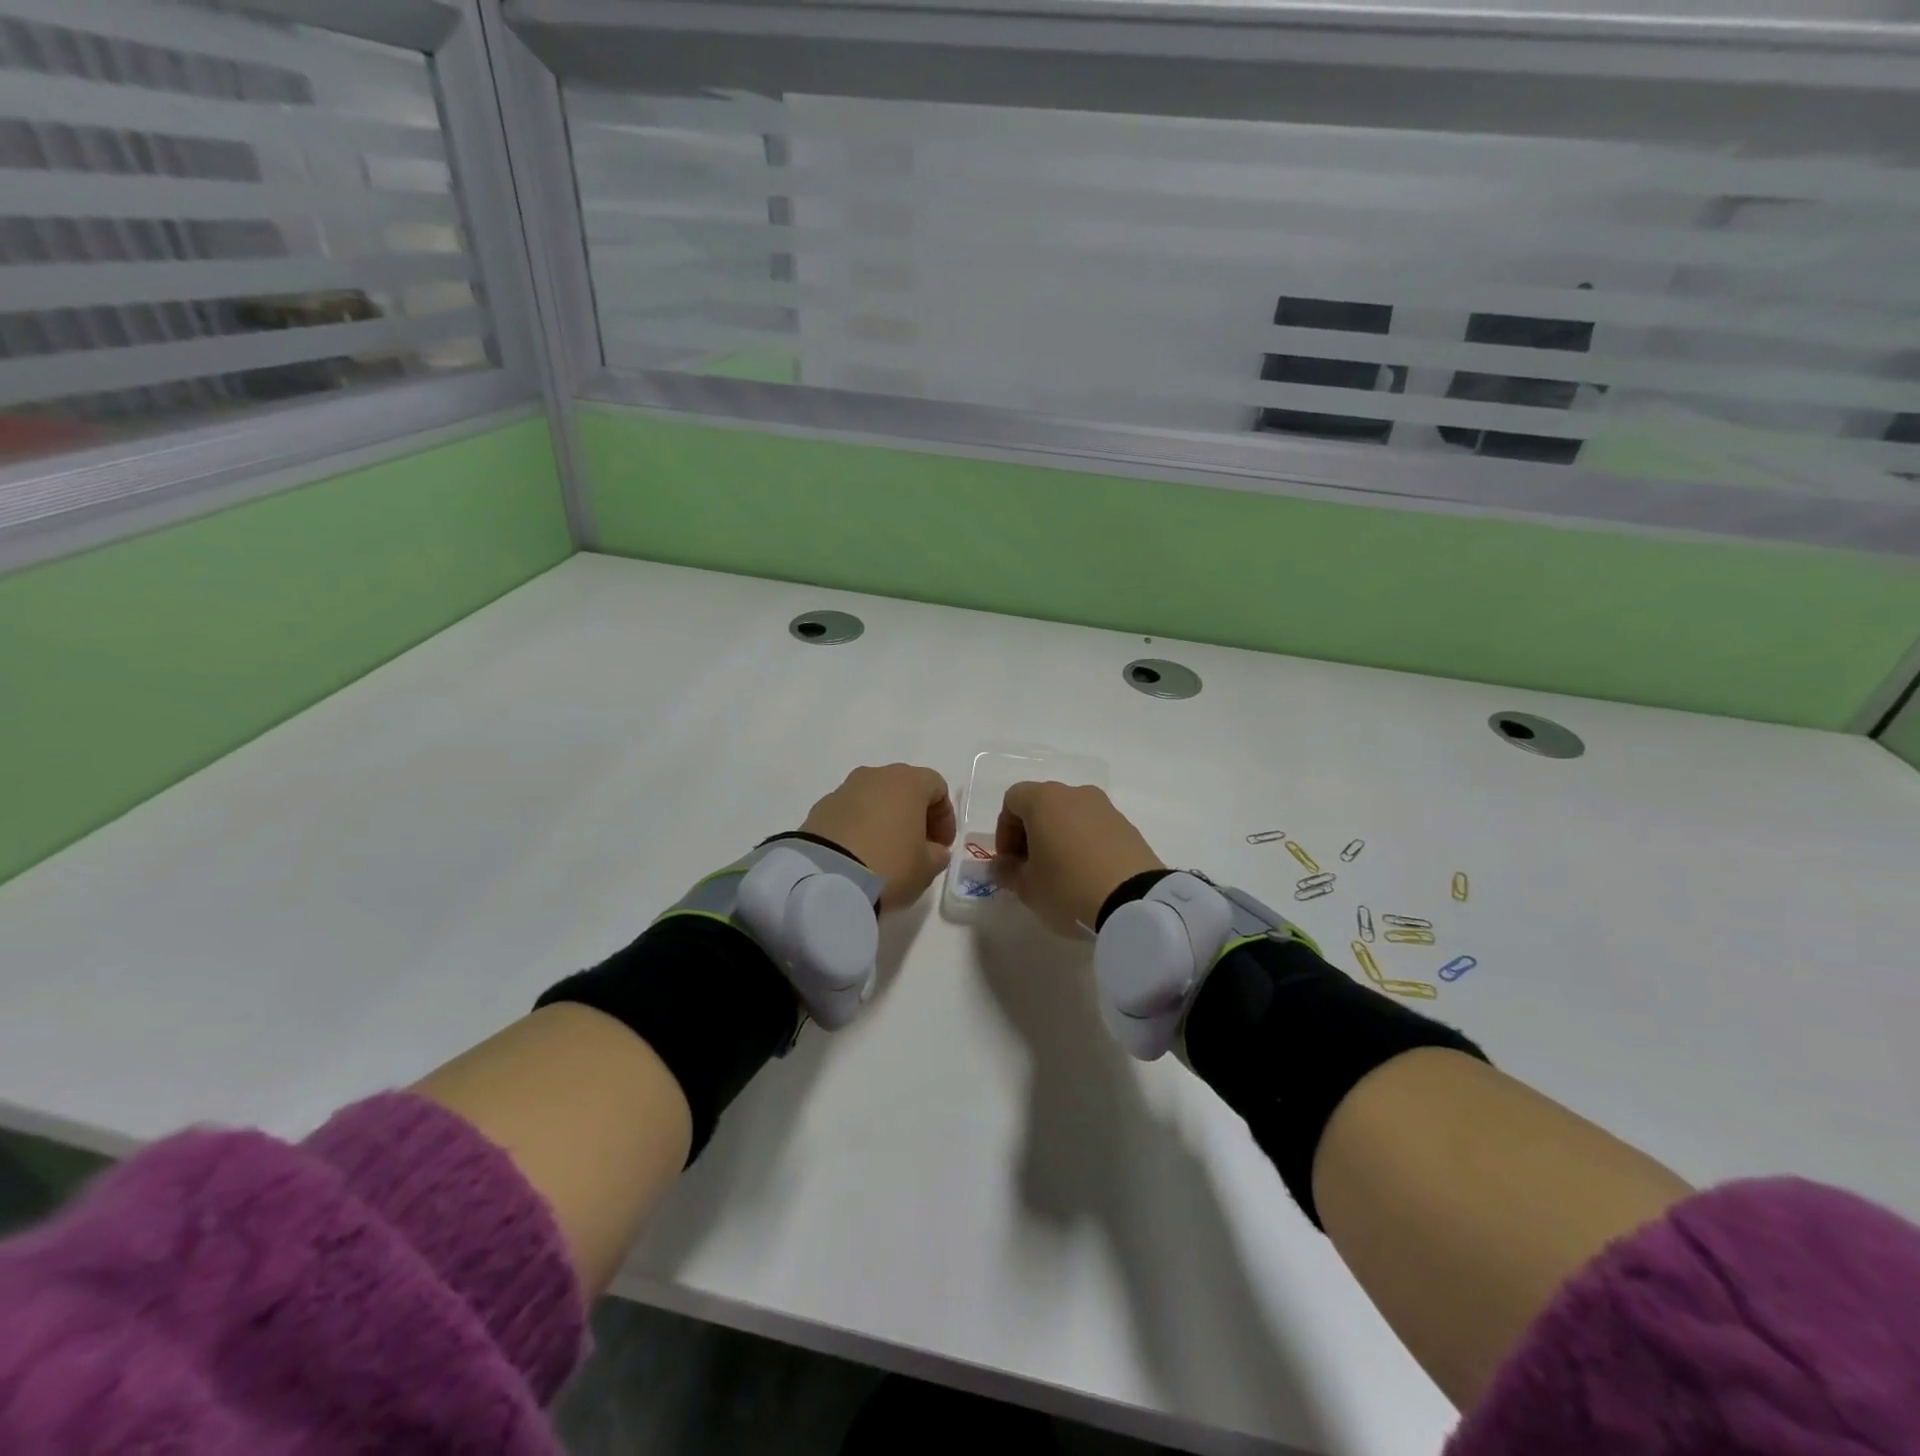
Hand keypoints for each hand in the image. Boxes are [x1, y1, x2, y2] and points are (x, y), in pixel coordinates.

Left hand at [800, 764, 955, 910]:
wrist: (826, 878)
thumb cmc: (889, 866)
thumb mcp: (926, 868)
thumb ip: (937, 854)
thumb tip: (932, 849)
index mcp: (908, 782)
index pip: (937, 787)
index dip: (945, 816)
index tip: (942, 845)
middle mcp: (876, 776)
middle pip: (904, 786)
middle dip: (914, 813)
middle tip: (917, 845)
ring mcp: (844, 790)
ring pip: (874, 797)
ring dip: (884, 818)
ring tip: (885, 850)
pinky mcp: (819, 808)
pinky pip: (849, 812)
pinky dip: (858, 826)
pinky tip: (858, 854)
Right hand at [994, 782, 1164, 936]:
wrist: (1136, 902)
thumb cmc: (1068, 888)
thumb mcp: (1027, 887)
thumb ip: (1006, 871)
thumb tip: (1002, 865)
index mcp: (1045, 800)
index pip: (1012, 800)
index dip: (1004, 830)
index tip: (1010, 861)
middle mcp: (1075, 794)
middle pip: (1042, 804)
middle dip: (1030, 833)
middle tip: (1031, 868)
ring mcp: (1105, 808)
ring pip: (1070, 815)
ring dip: (1059, 837)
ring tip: (1061, 874)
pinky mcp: (1128, 826)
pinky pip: (1094, 828)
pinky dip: (1084, 844)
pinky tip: (1087, 875)